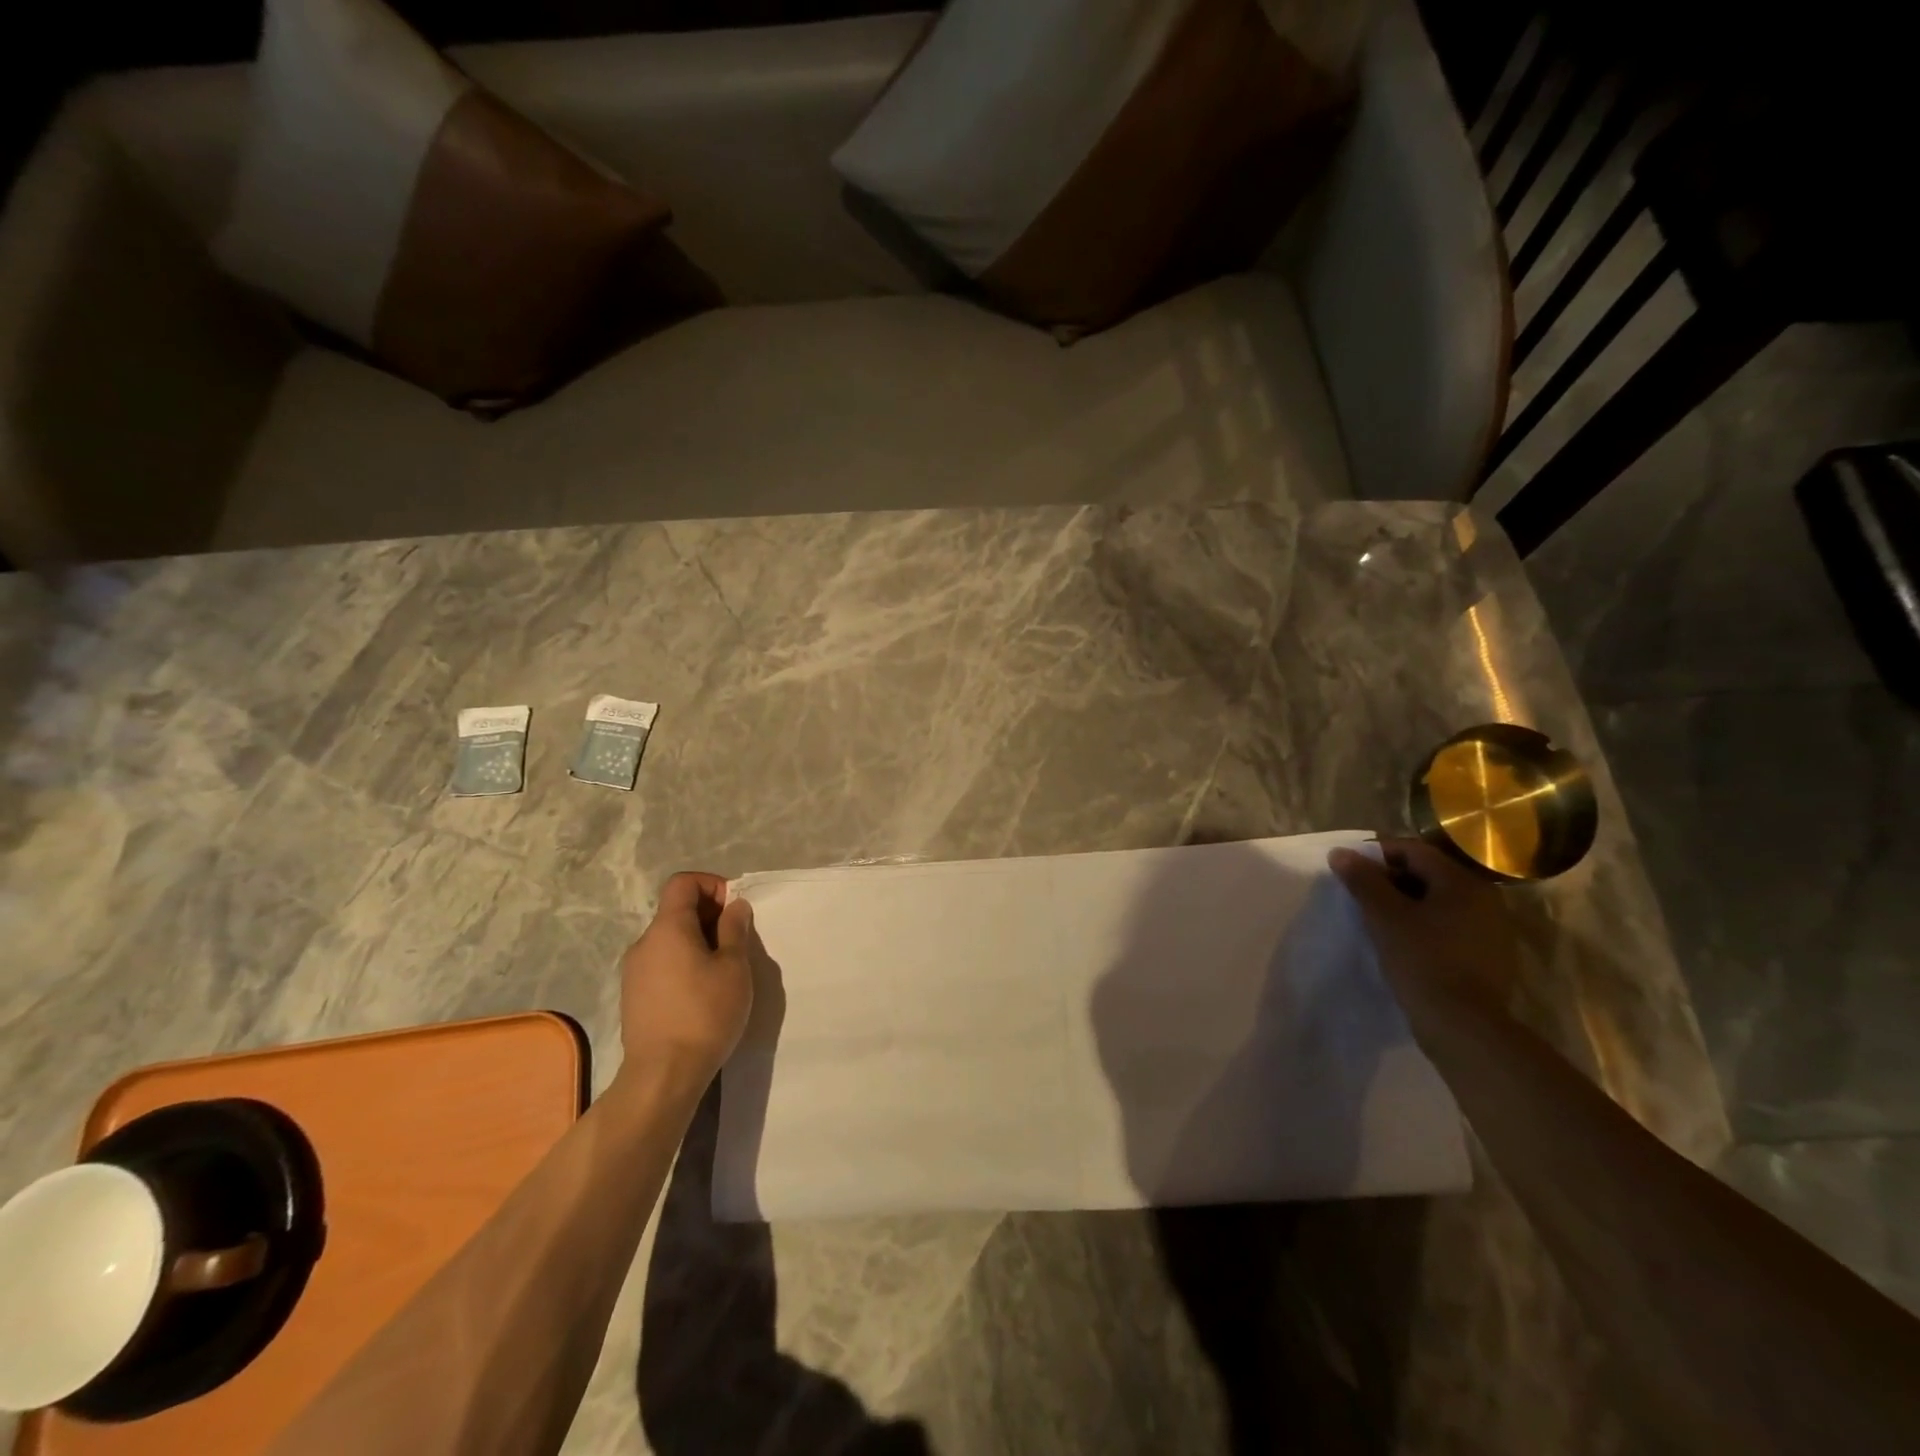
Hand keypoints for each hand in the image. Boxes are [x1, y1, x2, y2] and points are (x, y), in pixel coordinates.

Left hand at [619, 871, 754, 1078]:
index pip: (683, 882)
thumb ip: (735, 929)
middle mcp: (644, 943)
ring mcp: (634, 972)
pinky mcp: (633, 997)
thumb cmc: (704, 1014)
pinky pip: (662, 964)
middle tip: (737, 942)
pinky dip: (684, 964)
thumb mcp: (733, 967)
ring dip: (698, 942)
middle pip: (676, 910)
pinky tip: (702, 993)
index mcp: (667, 928)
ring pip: (670, 939)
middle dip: (710, 916)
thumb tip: (734, 906)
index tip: (734, 911)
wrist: (662, 1075)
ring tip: (723, 970)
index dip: (712, 885)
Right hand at [1328, 838, 1520, 1024]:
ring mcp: (1491, 929)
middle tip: (1360, 895)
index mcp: (1463, 882)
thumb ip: (1363, 880)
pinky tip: (1403, 942)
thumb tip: (1340, 852)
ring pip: (1439, 901)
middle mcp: (1485, 899)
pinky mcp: (1488, 955)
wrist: (1464, 1026)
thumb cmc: (1423, 960)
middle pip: (1428, 873)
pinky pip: (1449, 925)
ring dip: (1406, 903)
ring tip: (1377, 919)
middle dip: (1391, 879)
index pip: (1414, 851)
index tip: (1350, 869)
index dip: (1378, 854)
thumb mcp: (1384, 916)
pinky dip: (1423, 924)